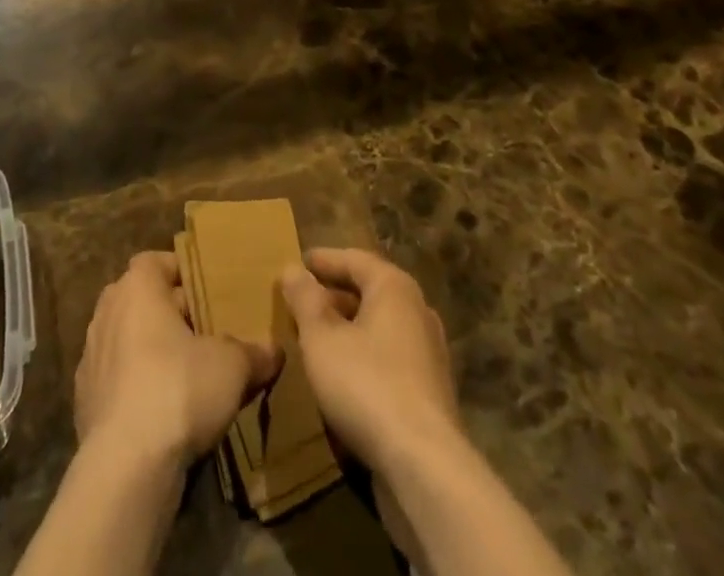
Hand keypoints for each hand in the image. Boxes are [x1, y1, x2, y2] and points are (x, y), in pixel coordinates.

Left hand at [75, 251, 280, 472]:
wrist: (126, 466)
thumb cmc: (179, 389)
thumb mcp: (232, 366)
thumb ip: (254, 352)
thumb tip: (274, 351)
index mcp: (137, 288)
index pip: (155, 262)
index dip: (181, 273)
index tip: (207, 292)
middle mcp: (107, 312)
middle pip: (141, 300)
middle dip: (170, 314)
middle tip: (204, 332)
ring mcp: (91, 358)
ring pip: (127, 340)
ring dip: (151, 352)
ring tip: (186, 374)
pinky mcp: (84, 401)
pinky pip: (117, 380)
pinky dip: (136, 387)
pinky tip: (162, 412)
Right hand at [278, 248, 460, 472]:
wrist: (424, 465)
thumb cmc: (366, 384)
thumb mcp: (320, 338)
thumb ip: (304, 300)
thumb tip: (292, 269)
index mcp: (394, 287)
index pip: (354, 259)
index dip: (324, 260)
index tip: (299, 262)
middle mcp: (417, 310)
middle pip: (370, 291)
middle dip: (334, 294)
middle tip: (302, 301)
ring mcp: (429, 352)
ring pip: (380, 326)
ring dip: (348, 327)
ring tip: (316, 337)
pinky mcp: (430, 391)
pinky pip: (389, 356)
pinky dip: (363, 354)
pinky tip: (342, 374)